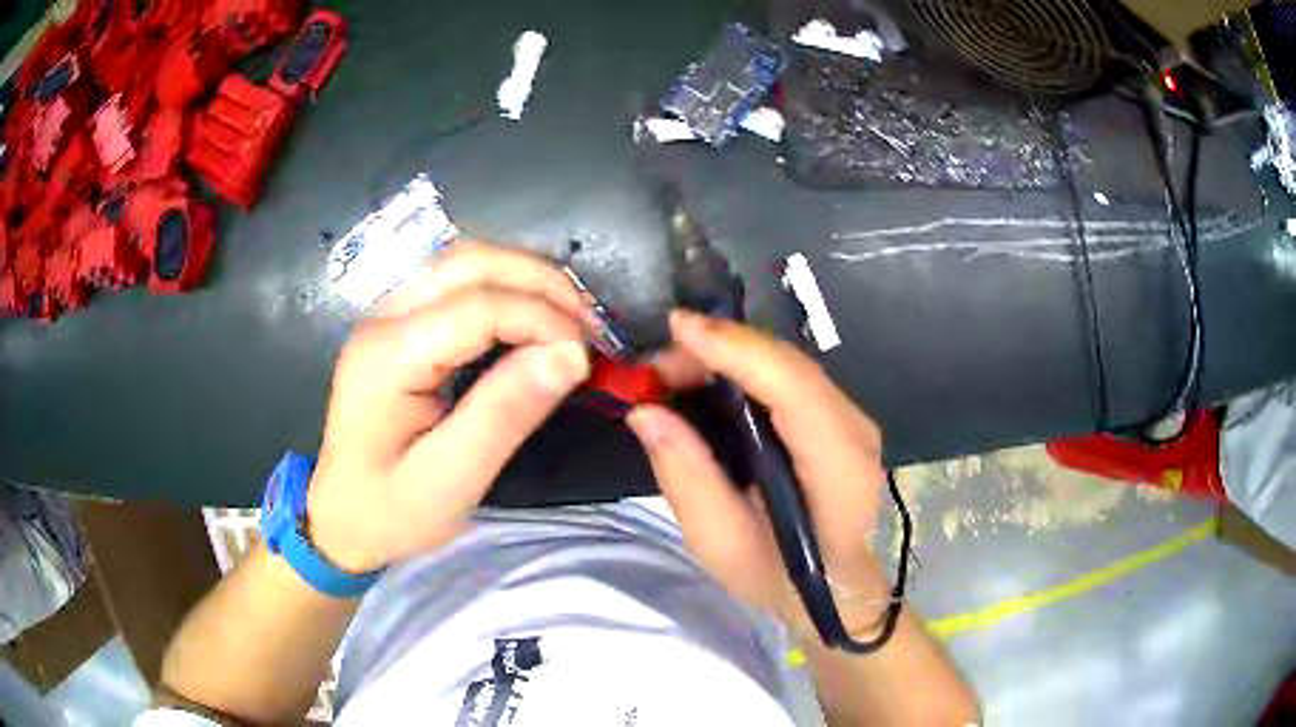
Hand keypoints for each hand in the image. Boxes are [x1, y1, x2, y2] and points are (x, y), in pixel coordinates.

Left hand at [305, 241, 592, 574]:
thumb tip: (571, 354)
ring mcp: (385, 317)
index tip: (587, 356)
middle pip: (469, 263)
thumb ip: (505, 413)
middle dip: (540, 282)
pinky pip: (455, 283)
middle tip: (589, 324)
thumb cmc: (390, 512)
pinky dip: (503, 288)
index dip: (542, 319)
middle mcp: (383, 319)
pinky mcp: (396, 326)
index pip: (477, 306)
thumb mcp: (452, 480)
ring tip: (569, 316)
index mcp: (388, 357)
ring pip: (462, 262)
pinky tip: (530, 315)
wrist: (339, 520)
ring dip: (523, 277)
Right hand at [627, 311, 889, 640]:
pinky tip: (710, 377)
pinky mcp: (841, 417)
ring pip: (790, 364)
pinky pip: (792, 376)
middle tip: (658, 364)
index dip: (737, 349)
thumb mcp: (720, 544)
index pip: (794, 389)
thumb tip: (645, 411)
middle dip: (722, 347)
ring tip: (675, 369)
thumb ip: (686, 477)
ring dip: (731, 354)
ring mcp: (854, 420)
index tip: (678, 327)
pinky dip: (747, 367)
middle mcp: (856, 432)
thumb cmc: (780, 577)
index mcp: (838, 471)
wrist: (836, 588)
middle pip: (789, 366)